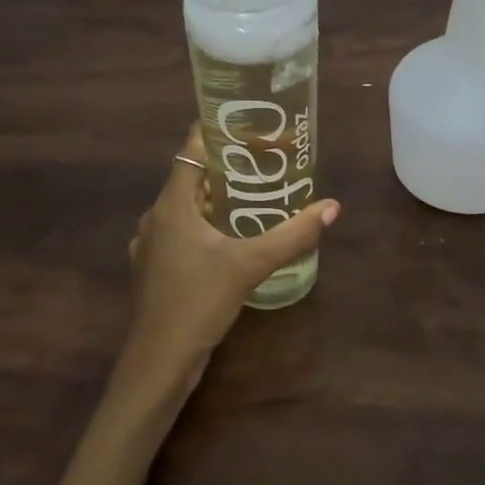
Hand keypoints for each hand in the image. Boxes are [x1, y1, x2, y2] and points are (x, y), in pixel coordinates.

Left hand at [106, 125, 338, 424]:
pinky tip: (233, 237)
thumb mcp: (249, 265)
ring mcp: (153, 245)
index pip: (191, 148)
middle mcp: (156, 217)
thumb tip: (331, 207)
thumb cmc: (198, 302)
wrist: (159, 361)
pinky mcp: (157, 268)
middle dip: (227, 166)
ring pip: (188, 207)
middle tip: (266, 160)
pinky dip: (207, 224)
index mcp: (171, 204)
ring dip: (218, 197)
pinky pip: (184, 232)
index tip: (249, 123)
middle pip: (191, 176)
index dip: (218, 131)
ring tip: (255, 194)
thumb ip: (291, 235)